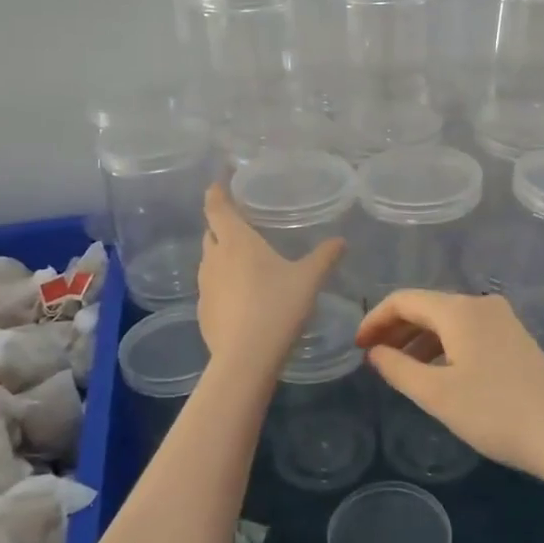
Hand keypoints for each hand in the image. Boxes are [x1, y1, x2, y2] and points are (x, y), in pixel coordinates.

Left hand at [197, 182, 344, 367]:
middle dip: (221, 225)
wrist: (245, 359)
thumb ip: (324, 257)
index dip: (215, 193)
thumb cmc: (277, 307)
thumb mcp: (308, 280)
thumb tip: (341, 241)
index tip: (217, 183)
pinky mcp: (203, 311)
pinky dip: (222, 283)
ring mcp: (204, 286)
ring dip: (221, 255)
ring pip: (209, 261)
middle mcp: (214, 258)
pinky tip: (241, 297)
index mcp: (237, 241)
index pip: (217, 207)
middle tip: (240, 223)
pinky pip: (211, 287)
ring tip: (243, 260)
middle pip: (211, 232)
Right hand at [355, 289, 543, 481]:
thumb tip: (375, 352)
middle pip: (427, 306)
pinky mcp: (515, 339)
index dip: (375, 319)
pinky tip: (438, 373)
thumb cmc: (495, 412)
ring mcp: (502, 320)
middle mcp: (480, 304)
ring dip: (419, 339)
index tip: (357, 347)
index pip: (404, 299)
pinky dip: (443, 346)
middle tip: (373, 357)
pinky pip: (467, 331)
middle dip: (396, 328)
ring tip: (400, 369)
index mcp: (459, 309)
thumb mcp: (437, 394)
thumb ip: (398, 369)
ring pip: (448, 320)